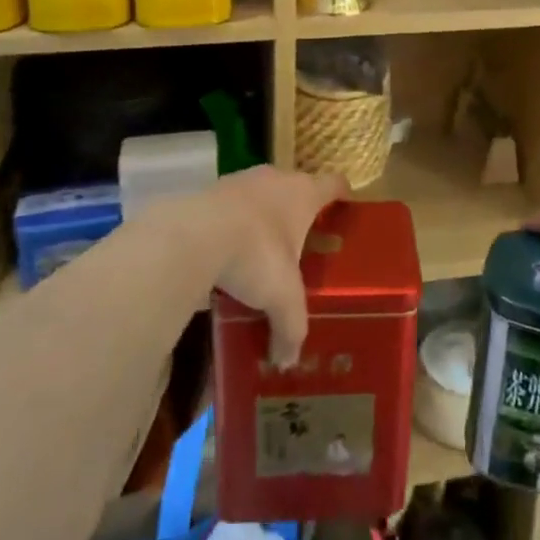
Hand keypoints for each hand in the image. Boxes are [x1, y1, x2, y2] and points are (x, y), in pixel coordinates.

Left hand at [175, 166, 348, 366]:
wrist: (194, 234)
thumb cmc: (256, 253)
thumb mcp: (282, 297)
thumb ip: (291, 327)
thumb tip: (287, 360)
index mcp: (304, 194)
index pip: (334, 184)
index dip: (342, 195)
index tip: (345, 208)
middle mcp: (276, 179)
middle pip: (296, 189)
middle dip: (298, 214)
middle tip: (301, 246)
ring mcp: (241, 181)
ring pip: (261, 196)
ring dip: (262, 219)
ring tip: (260, 253)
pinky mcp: (210, 191)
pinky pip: (230, 208)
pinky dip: (232, 226)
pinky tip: (226, 254)